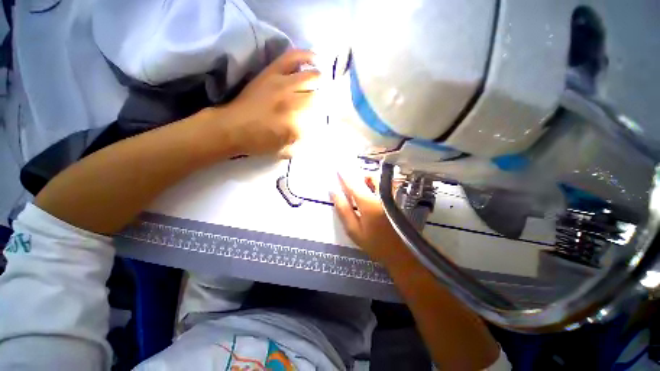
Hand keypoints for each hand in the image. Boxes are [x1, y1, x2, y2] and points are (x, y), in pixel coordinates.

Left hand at [218, 49, 319, 156]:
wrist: (232, 127)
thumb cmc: (259, 143)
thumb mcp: (285, 151)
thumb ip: (303, 144)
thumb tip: (315, 133)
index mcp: (297, 125)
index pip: (321, 118)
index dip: (325, 118)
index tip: (324, 119)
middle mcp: (293, 103)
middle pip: (319, 97)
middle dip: (324, 101)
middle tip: (323, 104)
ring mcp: (283, 85)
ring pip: (312, 77)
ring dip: (321, 82)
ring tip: (323, 84)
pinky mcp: (272, 73)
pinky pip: (293, 57)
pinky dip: (307, 56)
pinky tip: (315, 60)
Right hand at [330, 173, 411, 265]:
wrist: (401, 253)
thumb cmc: (374, 243)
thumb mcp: (353, 230)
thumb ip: (343, 209)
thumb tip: (333, 191)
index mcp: (368, 202)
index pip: (353, 183)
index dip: (344, 175)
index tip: (337, 167)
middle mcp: (381, 195)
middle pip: (369, 177)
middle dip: (358, 177)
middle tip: (351, 185)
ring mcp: (391, 196)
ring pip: (378, 180)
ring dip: (367, 180)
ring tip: (361, 191)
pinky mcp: (396, 199)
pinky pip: (384, 185)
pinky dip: (375, 185)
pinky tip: (372, 196)